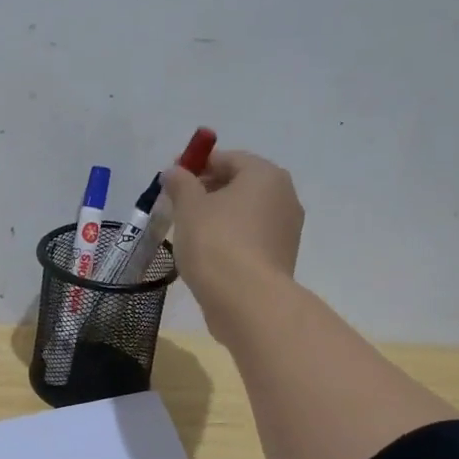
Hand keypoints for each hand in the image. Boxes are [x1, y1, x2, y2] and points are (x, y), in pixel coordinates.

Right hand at [162, 149, 304, 336]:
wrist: (247, 300)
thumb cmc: (216, 242)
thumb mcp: (189, 207)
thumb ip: (181, 183)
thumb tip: (175, 172)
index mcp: (265, 175)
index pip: (227, 159)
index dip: (196, 165)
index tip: (172, 180)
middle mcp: (284, 196)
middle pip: (239, 184)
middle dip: (208, 190)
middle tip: (177, 206)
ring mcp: (287, 229)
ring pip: (245, 212)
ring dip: (219, 216)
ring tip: (189, 232)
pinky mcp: (281, 256)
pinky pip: (251, 236)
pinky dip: (230, 237)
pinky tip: (208, 253)